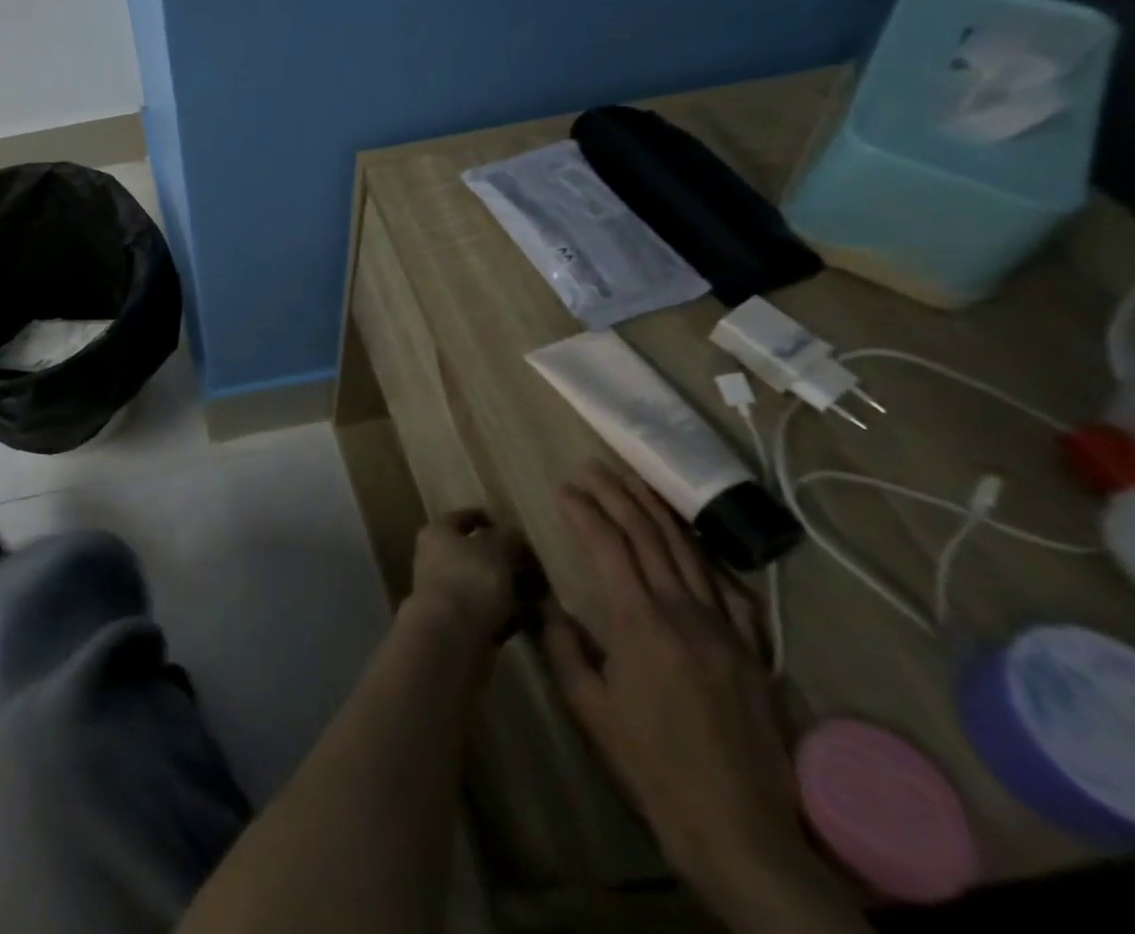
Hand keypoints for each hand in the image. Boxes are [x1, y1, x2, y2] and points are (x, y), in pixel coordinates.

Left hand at [406, 507, 529, 646]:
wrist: (452, 637)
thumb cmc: (470, 579)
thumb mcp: (495, 549)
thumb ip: (507, 537)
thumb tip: (513, 534)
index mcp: (438, 533)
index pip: (463, 517)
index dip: (487, 518)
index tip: (514, 525)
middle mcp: (437, 559)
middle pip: (476, 553)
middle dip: (506, 558)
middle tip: (538, 563)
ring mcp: (448, 593)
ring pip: (485, 584)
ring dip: (511, 588)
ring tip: (544, 590)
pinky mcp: (461, 625)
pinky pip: (490, 612)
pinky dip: (510, 614)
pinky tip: (535, 617)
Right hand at [541, 463, 811, 901]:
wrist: (738, 829)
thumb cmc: (649, 765)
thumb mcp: (588, 706)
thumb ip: (562, 644)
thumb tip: (544, 602)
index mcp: (639, 621)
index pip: (607, 546)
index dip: (583, 511)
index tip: (562, 489)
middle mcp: (683, 612)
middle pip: (648, 536)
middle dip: (617, 496)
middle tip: (593, 468)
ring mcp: (724, 629)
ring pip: (688, 552)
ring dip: (658, 512)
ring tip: (634, 483)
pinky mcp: (752, 651)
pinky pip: (729, 589)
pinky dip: (704, 556)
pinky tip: (691, 544)